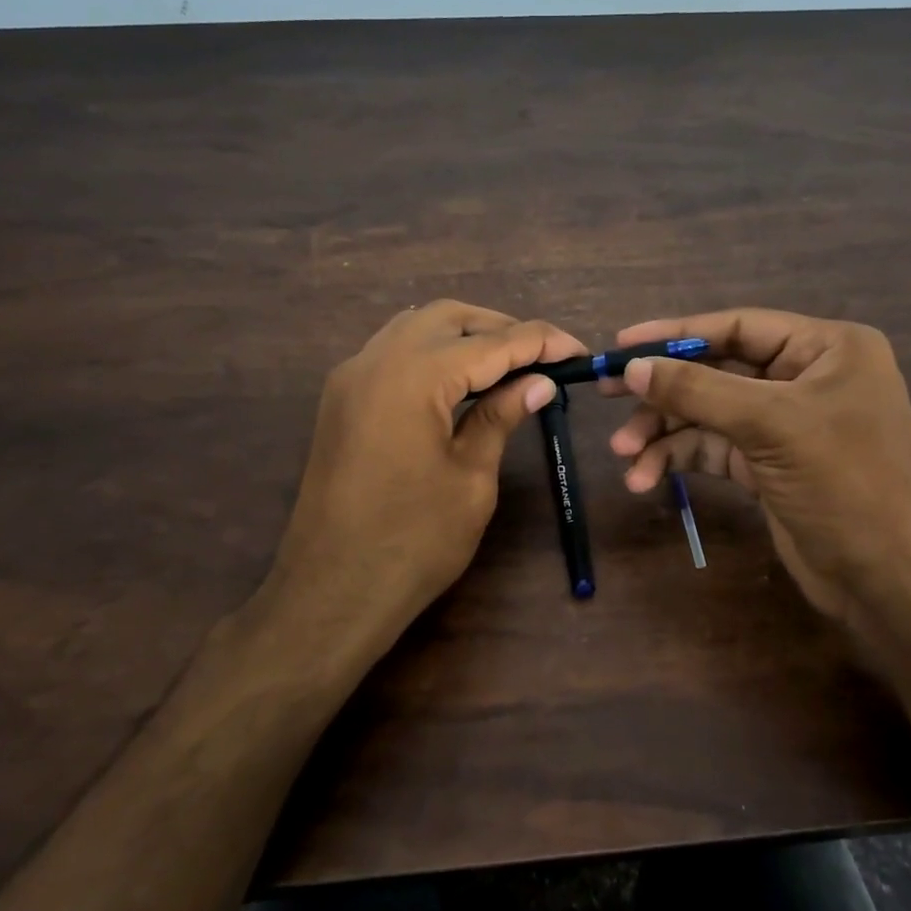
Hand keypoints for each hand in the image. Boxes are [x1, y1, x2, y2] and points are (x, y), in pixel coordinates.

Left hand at [269, 300, 586, 659]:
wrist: (331, 592)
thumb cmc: (414, 542)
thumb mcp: (471, 477)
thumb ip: (500, 416)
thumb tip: (540, 381)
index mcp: (414, 376)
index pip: (492, 343)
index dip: (541, 342)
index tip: (579, 351)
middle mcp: (376, 359)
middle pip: (449, 318)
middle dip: (500, 329)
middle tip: (542, 358)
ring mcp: (351, 376)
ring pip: (415, 328)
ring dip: (463, 337)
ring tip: (506, 367)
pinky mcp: (341, 398)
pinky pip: (392, 352)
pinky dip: (431, 353)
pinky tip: (458, 381)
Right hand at [604, 308, 910, 637]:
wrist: (888, 580)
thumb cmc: (844, 483)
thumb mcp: (769, 425)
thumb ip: (697, 390)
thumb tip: (633, 366)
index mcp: (826, 348)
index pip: (738, 327)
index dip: (676, 333)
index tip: (621, 343)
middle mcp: (807, 377)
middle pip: (717, 370)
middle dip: (664, 389)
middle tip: (607, 391)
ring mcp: (786, 423)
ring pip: (709, 413)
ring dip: (664, 433)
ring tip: (625, 455)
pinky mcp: (768, 464)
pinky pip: (713, 448)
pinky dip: (680, 460)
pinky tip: (647, 478)